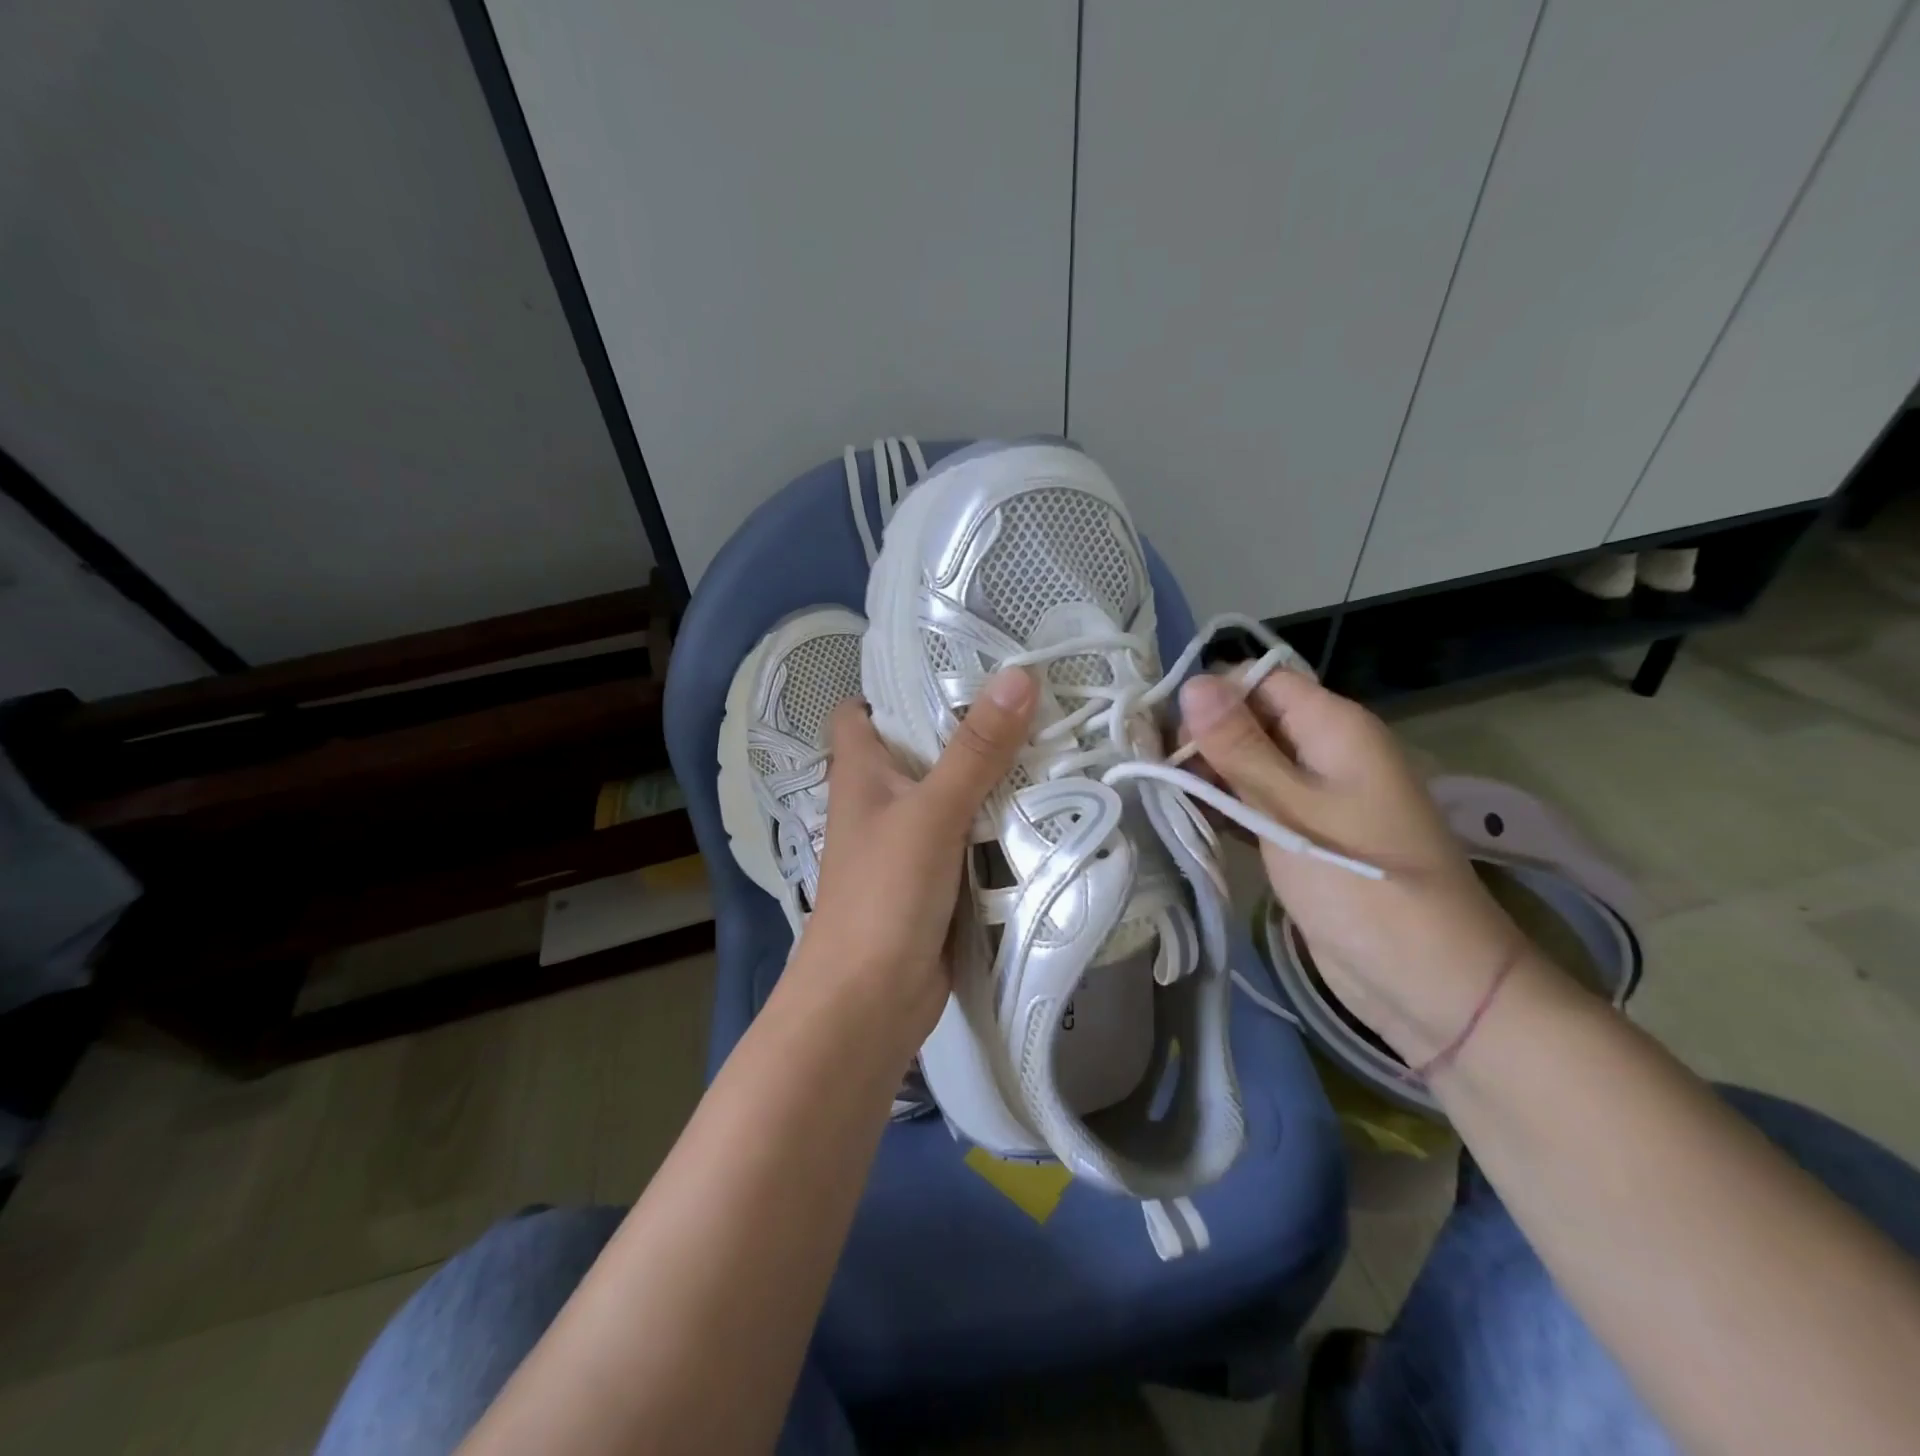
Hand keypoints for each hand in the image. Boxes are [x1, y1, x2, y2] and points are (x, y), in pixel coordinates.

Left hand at [790, 667, 1037, 1056]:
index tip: (955, 661)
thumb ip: (976, 749)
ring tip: (1054, 735)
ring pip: (954, 789)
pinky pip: (973, 833)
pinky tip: (1048, 801)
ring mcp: (911, 838)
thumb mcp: (932, 812)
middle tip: (1031, 693)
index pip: (862, 708)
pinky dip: (1000, 819)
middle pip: (922, 744)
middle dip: (969, 722)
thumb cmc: (883, 894)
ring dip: (993, 772)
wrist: (870, 1001)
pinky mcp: (939, 875)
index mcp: (860, 770)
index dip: (895, 682)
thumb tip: (1018, 675)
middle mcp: (881, 798)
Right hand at [1177, 670, 1528, 1065]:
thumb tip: (1194, 683)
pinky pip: (1256, 800)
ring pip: (1248, 761)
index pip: (1260, 679)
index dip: (1211, 696)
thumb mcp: (1290, 809)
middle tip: (1159, 772)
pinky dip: (1224, 805)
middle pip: (1250, 718)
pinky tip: (1188, 818)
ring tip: (1164, 795)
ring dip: (1208, 774)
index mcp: (1334, 726)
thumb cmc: (1361, 884)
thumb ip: (1239, 746)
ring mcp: (1315, 793)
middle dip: (1203, 737)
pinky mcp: (1303, 831)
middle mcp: (1325, 749)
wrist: (1427, 979)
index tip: (1166, 733)